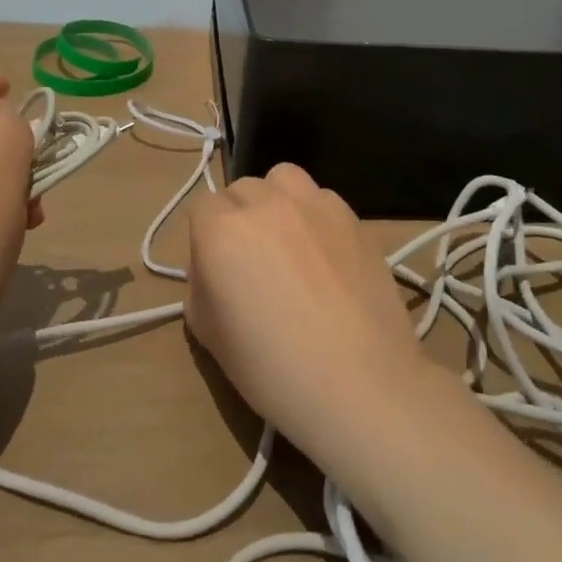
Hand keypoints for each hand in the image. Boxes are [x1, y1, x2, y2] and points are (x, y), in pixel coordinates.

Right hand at [184, 163, 441, 472]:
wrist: (359, 382)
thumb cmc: (272, 368)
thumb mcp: (209, 335)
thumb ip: (201, 286)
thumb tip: (214, 269)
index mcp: (223, 230)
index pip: (202, 208)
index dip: (206, 238)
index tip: (217, 270)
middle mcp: (266, 203)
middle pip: (242, 189)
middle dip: (240, 217)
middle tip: (254, 260)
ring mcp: (314, 203)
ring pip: (284, 179)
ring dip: (278, 200)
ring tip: (289, 240)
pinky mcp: (352, 215)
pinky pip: (323, 199)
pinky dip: (316, 216)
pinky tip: (326, 254)